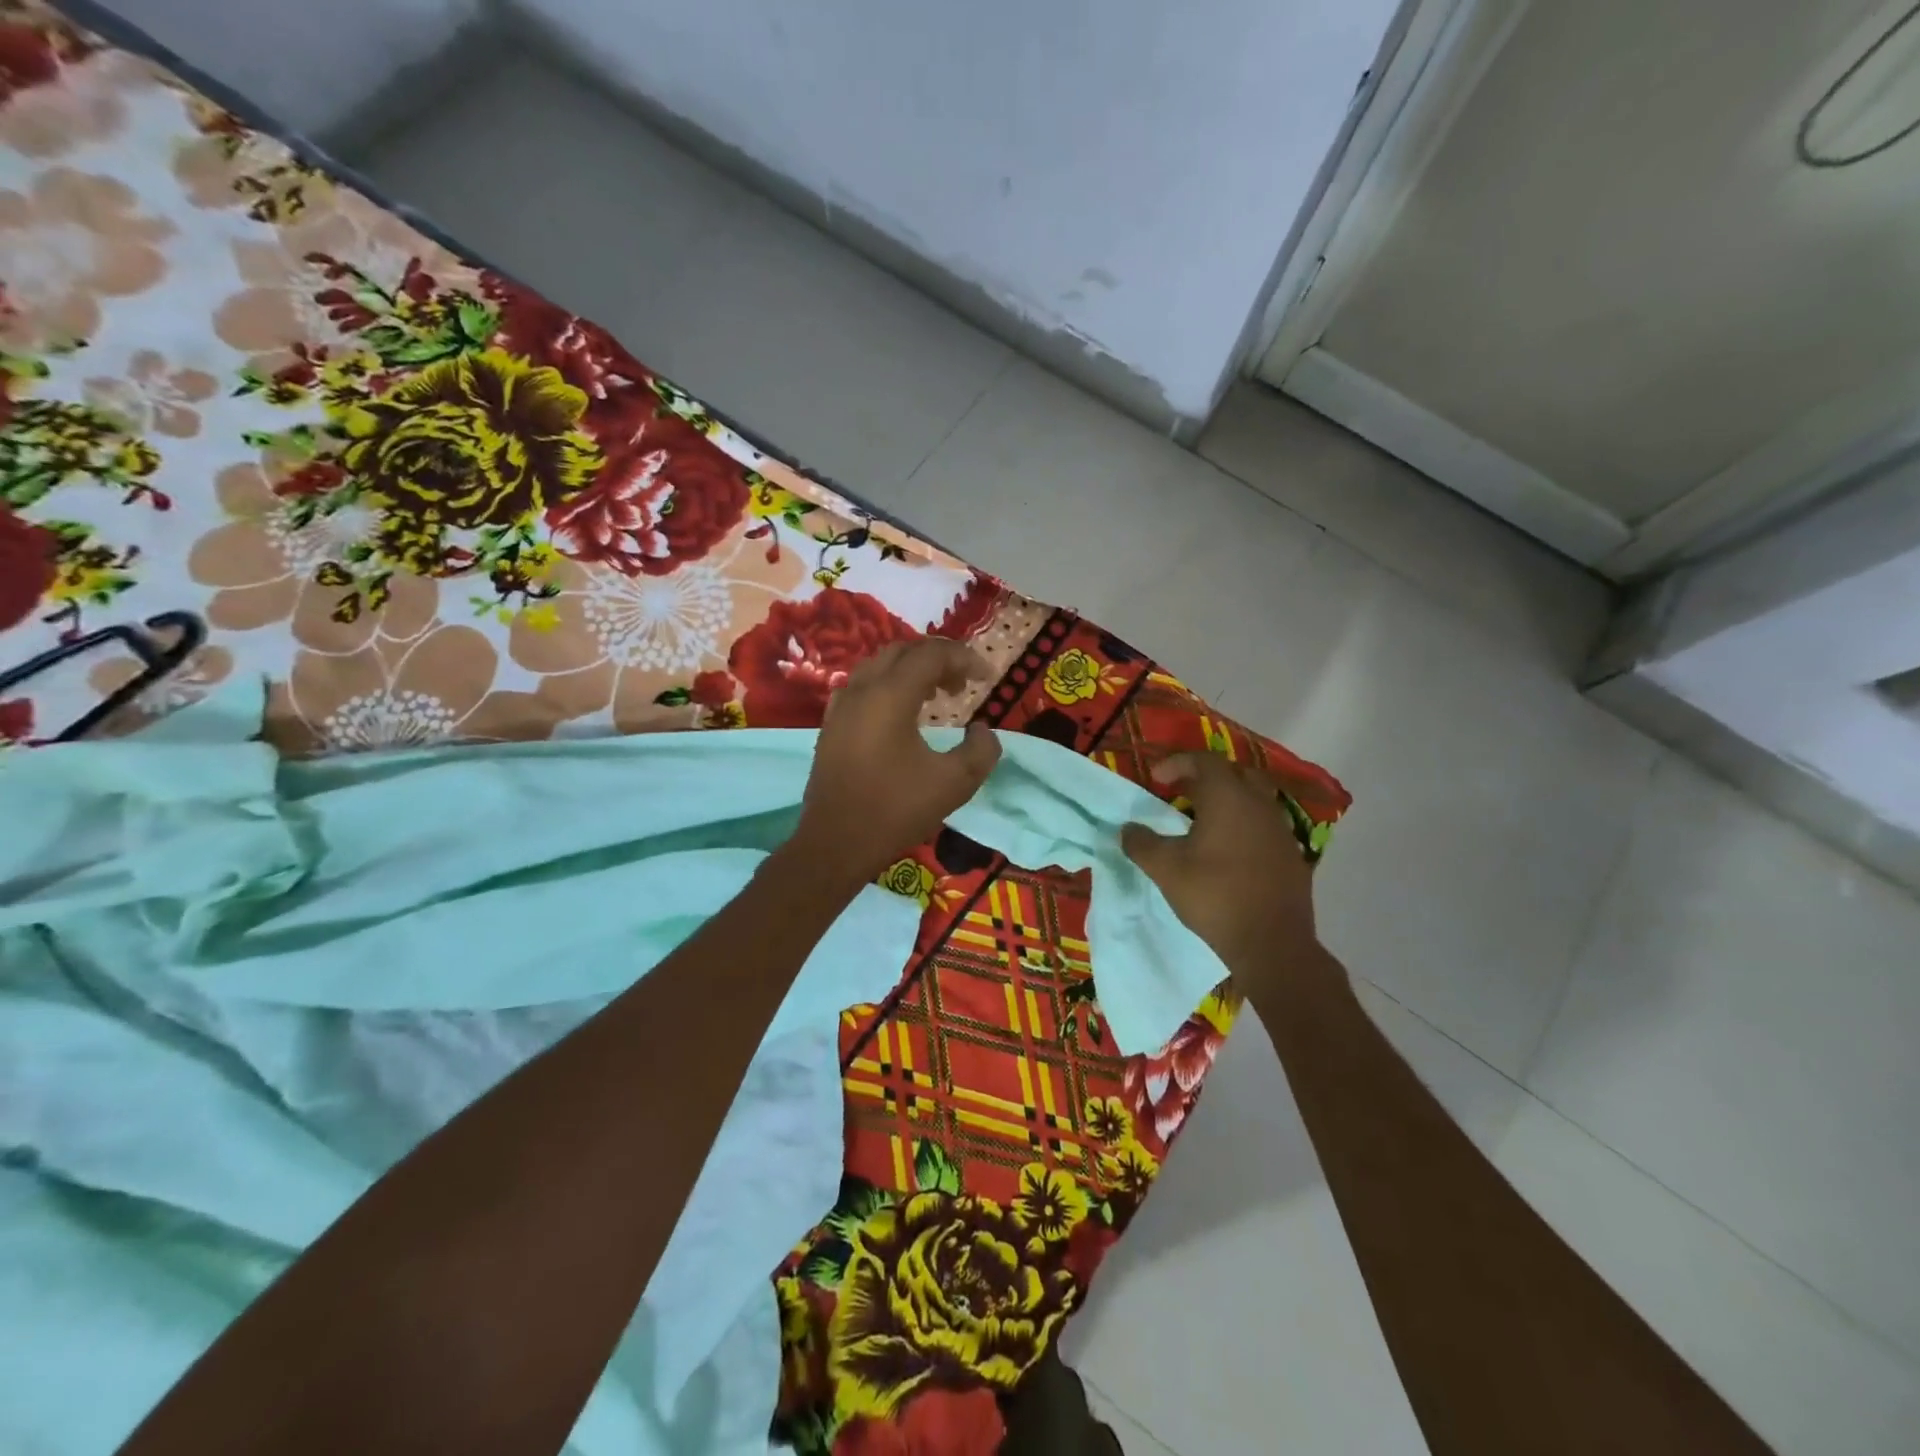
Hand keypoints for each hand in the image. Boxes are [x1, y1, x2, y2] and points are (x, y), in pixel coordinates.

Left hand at [790, 638, 1000, 887]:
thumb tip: (982, 730)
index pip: (931, 654)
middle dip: (937, 659)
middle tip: (962, 684)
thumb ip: (980, 750)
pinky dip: (887, 687)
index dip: (964, 658)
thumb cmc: (895, 810)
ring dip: (911, 671)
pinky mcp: (831, 726)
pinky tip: (900, 715)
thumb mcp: (954, 783)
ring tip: (936, 696)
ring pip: (879, 666)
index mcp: (890, 695)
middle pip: (902, 651)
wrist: (835, 844)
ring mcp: (840, 707)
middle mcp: (861, 690)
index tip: (987, 677)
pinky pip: (862, 688)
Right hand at [1121, 752, 1324, 988]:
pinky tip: (1228, 850)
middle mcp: (1259, 805)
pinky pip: (1265, 825)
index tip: (1156, 778)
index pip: (1204, 761)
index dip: (1177, 763)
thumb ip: (1142, 843)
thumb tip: (1128, 829)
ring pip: (1254, 799)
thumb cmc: (1214, 896)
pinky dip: (1244, 825)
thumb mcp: (1166, 869)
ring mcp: (1280, 829)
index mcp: (1228, 798)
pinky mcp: (1292, 855)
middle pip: (1234, 773)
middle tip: (1181, 792)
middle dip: (1206, 777)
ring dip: (1228, 801)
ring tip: (1203, 821)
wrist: (1272, 943)